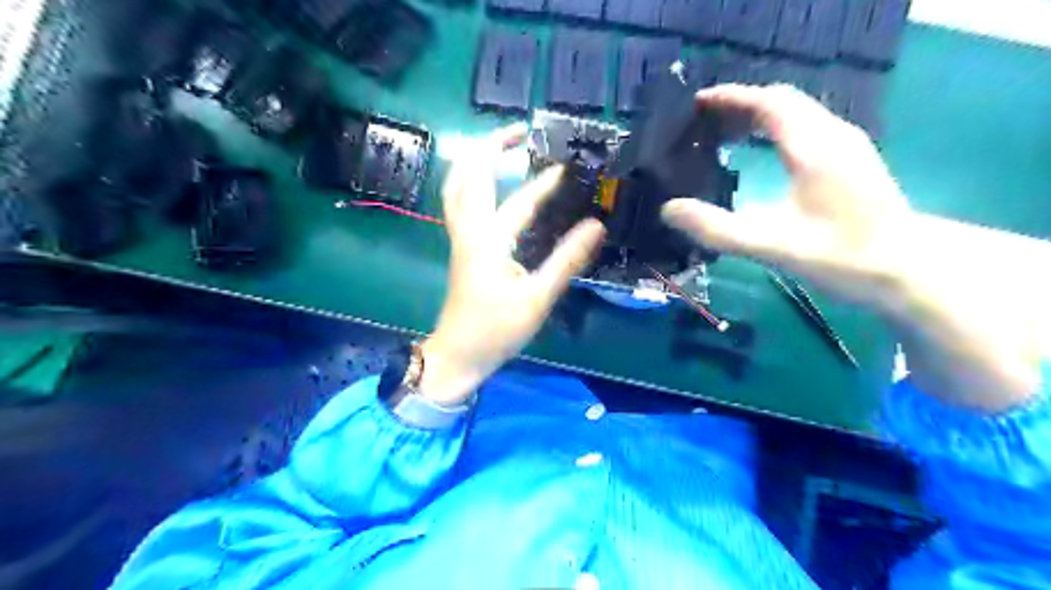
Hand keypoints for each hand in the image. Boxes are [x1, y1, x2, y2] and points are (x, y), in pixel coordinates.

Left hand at [415, 123, 604, 403]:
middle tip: (517, 133)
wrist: (457, 356)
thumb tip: (596, 226)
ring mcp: (460, 239)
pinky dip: (472, 184)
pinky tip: (491, 188)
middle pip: (466, 176)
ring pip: (456, 188)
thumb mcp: (537, 298)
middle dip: (489, 146)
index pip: (520, 201)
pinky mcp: (461, 250)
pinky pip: (460, 204)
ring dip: (474, 162)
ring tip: (499, 149)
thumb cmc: (496, 330)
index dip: (545, 183)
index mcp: (488, 241)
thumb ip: (566, 260)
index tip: (567, 167)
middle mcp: (469, 232)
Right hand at [664, 83, 1040, 409]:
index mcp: (812, 148)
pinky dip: (778, 129)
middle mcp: (833, 135)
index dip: (731, 98)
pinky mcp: (853, 159)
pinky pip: (809, 127)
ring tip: (727, 137)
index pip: (768, 102)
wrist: (907, 269)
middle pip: (783, 101)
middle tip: (706, 124)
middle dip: (742, 105)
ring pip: (799, 112)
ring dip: (761, 116)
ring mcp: (848, 145)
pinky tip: (765, 154)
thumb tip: (669, 210)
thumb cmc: (839, 257)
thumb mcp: (770, 246)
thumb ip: (717, 229)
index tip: (697, 104)